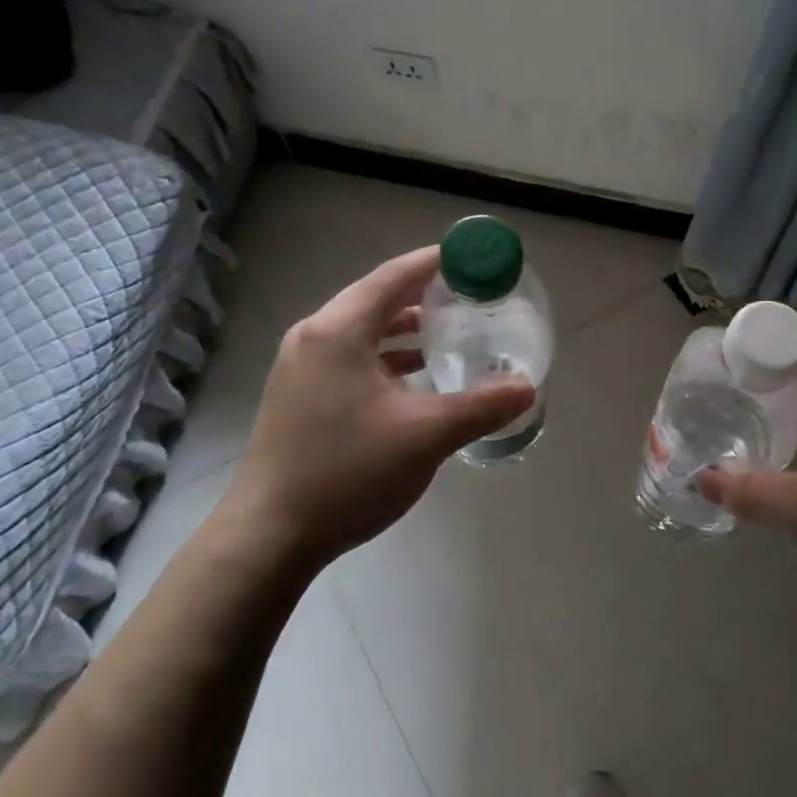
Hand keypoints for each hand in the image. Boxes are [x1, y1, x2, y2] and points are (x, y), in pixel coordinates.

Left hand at [226, 247, 535, 568]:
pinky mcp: (300, 395)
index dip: (437, 263)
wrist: (268, 536)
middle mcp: (315, 337)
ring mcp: (302, 367)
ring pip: (364, 331)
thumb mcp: (424, 436)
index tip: (474, 259)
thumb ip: (480, 407)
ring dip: (406, 330)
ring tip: (451, 335)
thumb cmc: (346, 473)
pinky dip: (387, 358)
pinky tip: (416, 379)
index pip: (395, 276)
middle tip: (472, 298)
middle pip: (378, 298)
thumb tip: (527, 389)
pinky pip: (352, 357)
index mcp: (338, 331)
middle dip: (426, 295)